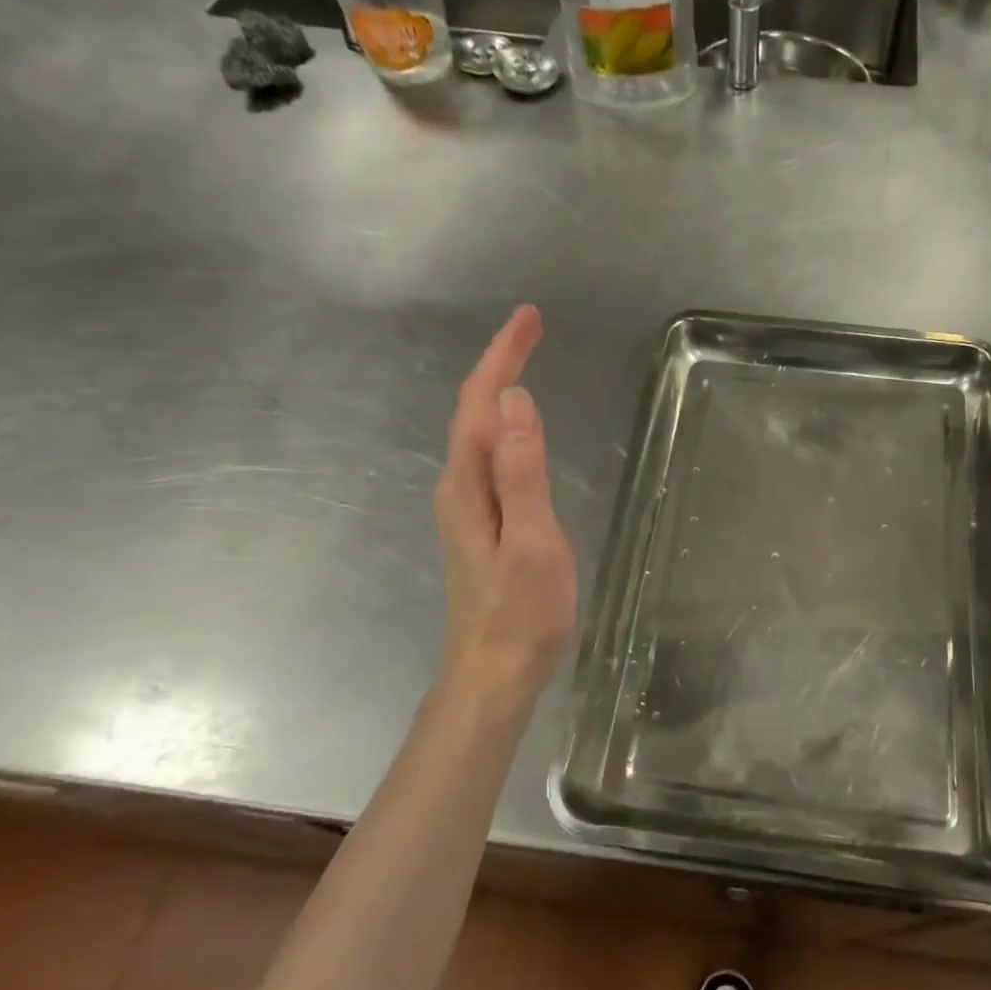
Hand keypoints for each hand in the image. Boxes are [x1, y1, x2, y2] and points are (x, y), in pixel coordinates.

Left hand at [433, 305, 576, 697]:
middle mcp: (458, 485)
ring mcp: (466, 505)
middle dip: (499, 362)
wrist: (494, 671)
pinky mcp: (479, 521)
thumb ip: (522, 471)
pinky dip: (502, 422)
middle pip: (473, 409)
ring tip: (524, 360)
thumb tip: (516, 400)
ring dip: (498, 389)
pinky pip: (487, 453)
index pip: (481, 401)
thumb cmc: (521, 611)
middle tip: (532, 328)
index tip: (529, 318)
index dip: (503, 355)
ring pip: (477, 430)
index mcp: (469, 483)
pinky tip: (518, 426)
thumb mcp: (532, 539)